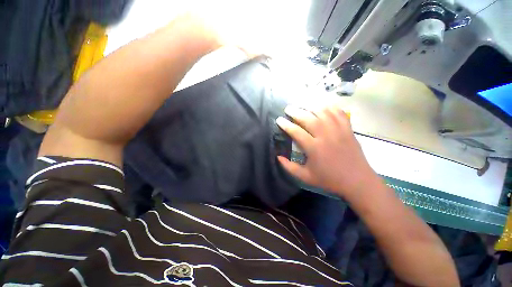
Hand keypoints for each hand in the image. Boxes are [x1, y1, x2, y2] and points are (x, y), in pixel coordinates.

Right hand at [276, 104, 379, 198]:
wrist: (357, 181)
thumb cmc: (329, 179)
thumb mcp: (305, 177)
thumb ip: (289, 167)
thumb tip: (278, 156)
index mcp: (314, 148)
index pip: (296, 132)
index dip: (286, 124)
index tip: (279, 120)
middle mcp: (326, 136)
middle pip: (309, 118)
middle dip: (296, 112)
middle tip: (288, 108)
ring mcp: (339, 131)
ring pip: (324, 113)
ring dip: (311, 108)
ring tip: (303, 107)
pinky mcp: (348, 130)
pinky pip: (339, 114)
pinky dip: (330, 108)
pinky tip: (323, 107)